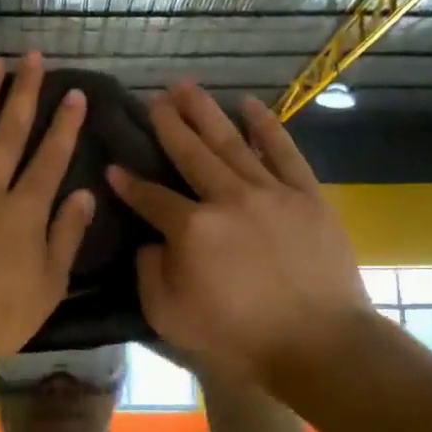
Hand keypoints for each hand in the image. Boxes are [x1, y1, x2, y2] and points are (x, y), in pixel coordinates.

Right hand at [107, 84, 372, 392]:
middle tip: (153, 98)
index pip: (151, 197)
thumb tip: (152, 242)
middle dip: (168, 124)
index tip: (113, 166)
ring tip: (186, 87)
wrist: (319, 344)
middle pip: (190, 153)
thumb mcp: (170, 318)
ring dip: (205, 112)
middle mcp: (227, 198)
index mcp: (191, 229)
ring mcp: (270, 191)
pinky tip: (248, 105)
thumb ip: (150, 274)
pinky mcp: (306, 195)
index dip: (128, 183)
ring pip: (231, 142)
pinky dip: (265, 125)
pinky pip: (283, 151)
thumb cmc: (239, 338)